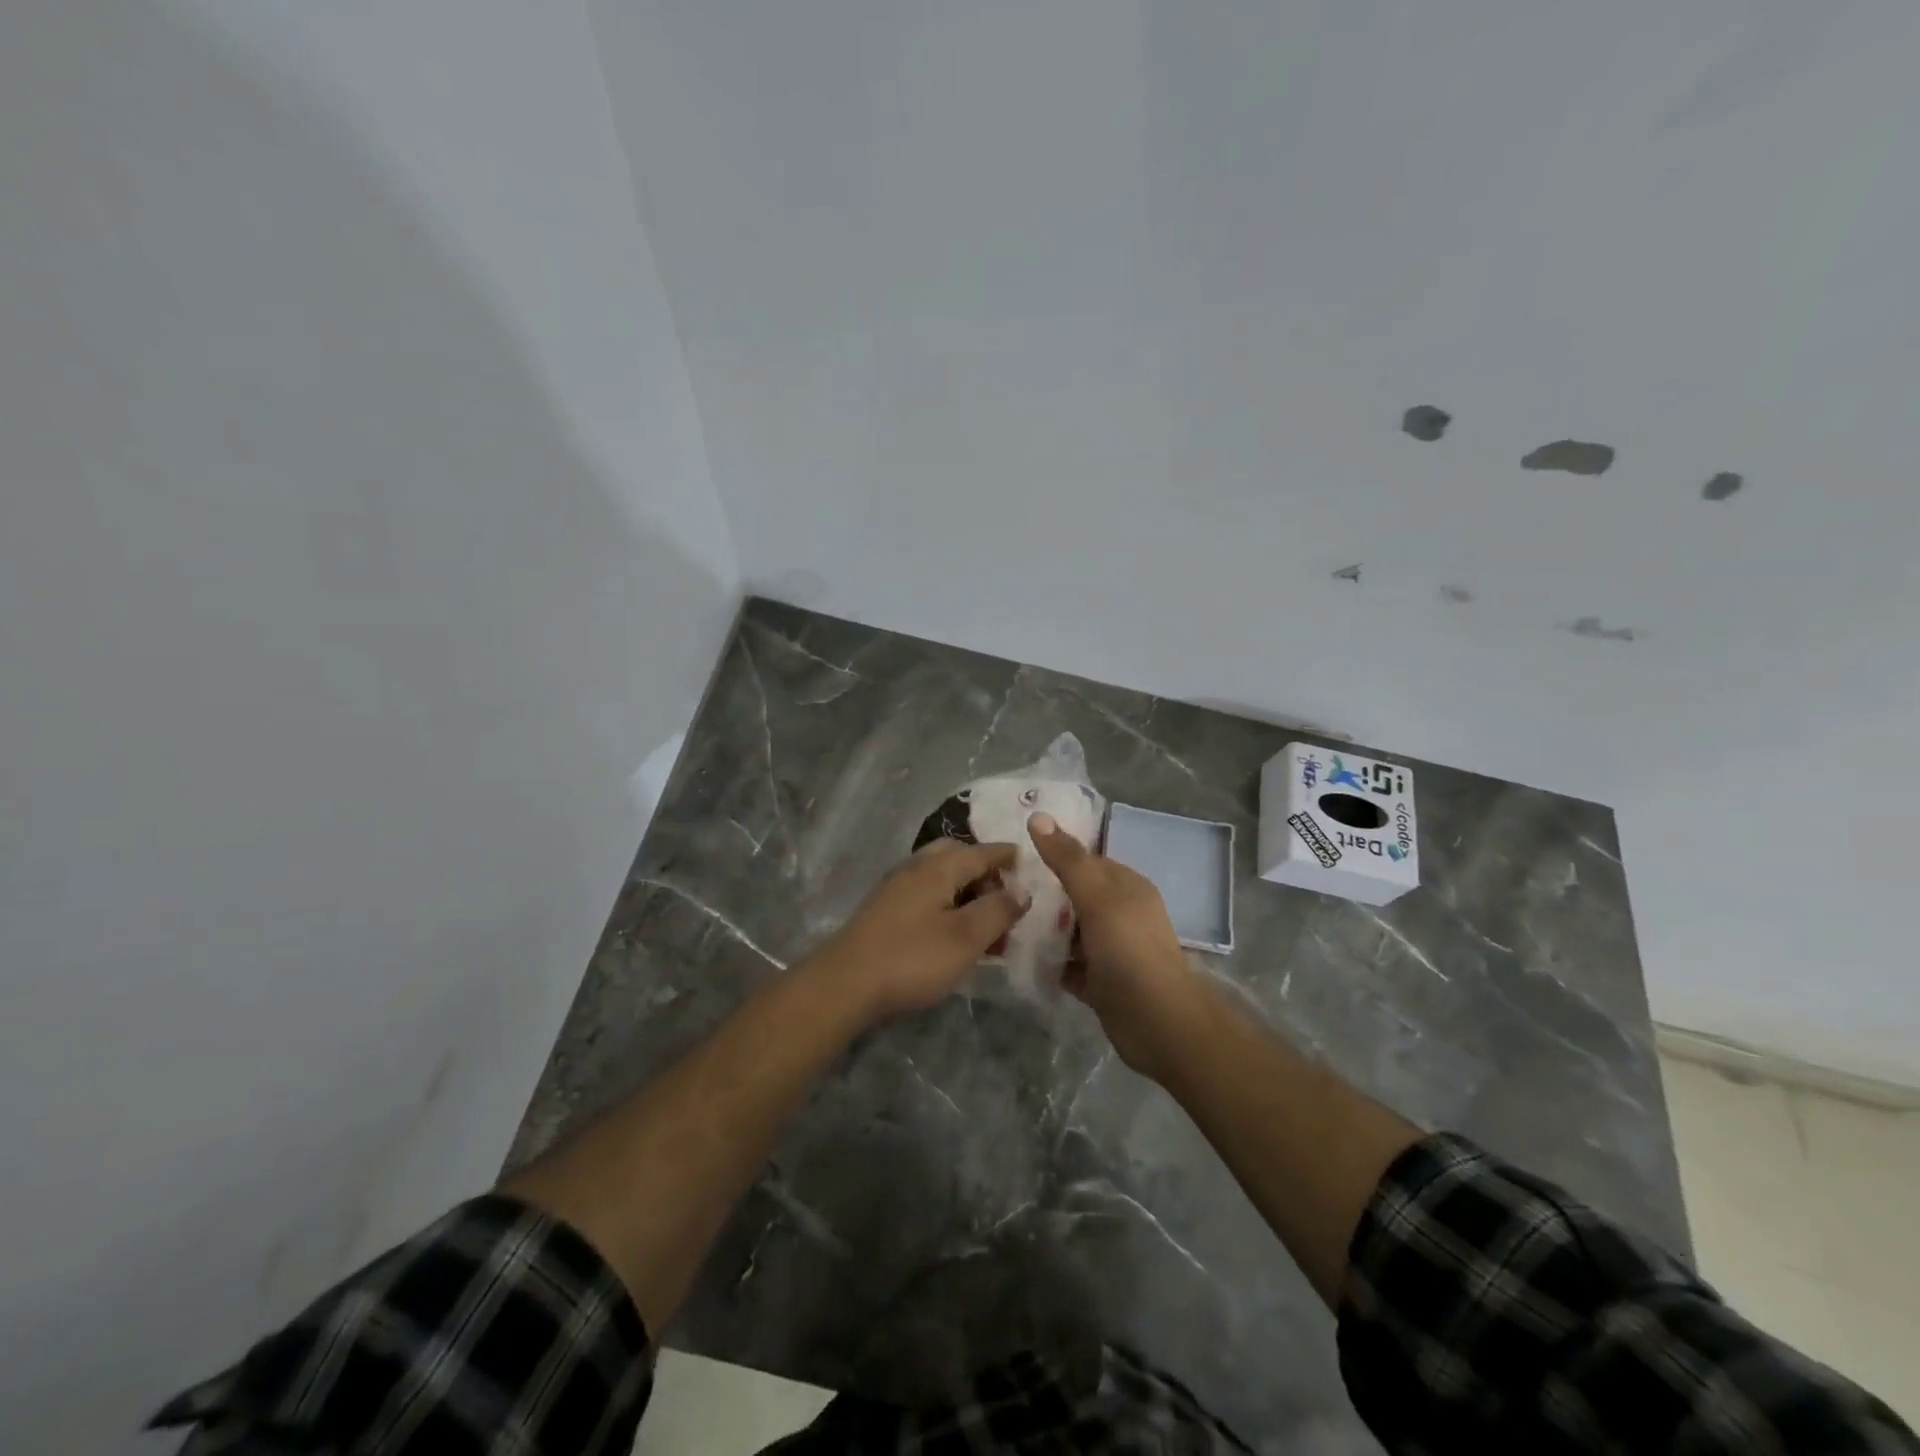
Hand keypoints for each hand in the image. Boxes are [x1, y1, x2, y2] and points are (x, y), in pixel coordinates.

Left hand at [810, 840, 1030, 1019]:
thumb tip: (1021, 889)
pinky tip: (953, 931)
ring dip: (966, 891)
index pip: (982, 852)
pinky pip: (926, 894)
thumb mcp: (966, 937)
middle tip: (1004, 897)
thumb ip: (998, 910)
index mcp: (939, 867)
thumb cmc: (913, 957)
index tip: (1028, 860)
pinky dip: (947, 903)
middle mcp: (916, 867)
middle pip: (957, 856)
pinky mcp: (884, 910)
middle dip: (984, 871)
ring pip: (940, 877)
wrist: (845, 983)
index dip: (1007, 856)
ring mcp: (896, 887)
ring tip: (985, 923)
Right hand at [1028, 811, 1208, 1077]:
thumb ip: (1067, 859)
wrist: (1158, 1023)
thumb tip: (1037, 815)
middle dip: (1044, 895)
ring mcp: (1112, 949)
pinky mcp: (1101, 981)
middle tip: (1002, 892)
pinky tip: (1020, 958)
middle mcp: (1121, 914)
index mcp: (1127, 887)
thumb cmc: (1129, 950)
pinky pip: (1068, 964)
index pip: (1087, 861)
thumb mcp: (1097, 897)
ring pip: (1071, 931)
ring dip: (1043, 929)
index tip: (1015, 858)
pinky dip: (1049, 961)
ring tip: (1004, 923)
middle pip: (1076, 896)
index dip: (1055, 856)